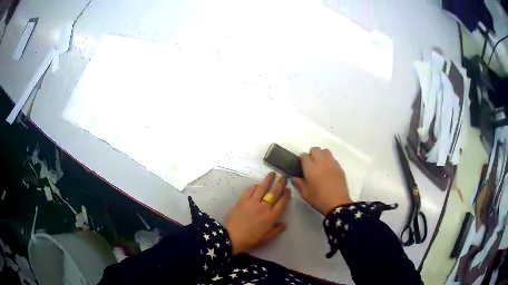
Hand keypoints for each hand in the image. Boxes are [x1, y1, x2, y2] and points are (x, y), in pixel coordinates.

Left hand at [225, 172, 289, 254]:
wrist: (233, 237)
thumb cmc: (251, 239)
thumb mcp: (267, 238)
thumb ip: (277, 230)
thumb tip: (285, 223)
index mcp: (271, 217)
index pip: (281, 203)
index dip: (286, 195)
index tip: (288, 189)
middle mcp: (264, 207)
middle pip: (274, 193)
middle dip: (280, 184)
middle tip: (283, 177)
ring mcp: (252, 202)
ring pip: (262, 188)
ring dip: (268, 180)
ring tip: (272, 173)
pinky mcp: (242, 200)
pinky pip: (249, 190)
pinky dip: (254, 186)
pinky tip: (257, 184)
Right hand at [292, 147, 351, 214]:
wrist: (337, 203)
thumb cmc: (319, 199)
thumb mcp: (305, 193)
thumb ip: (299, 183)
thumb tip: (294, 177)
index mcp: (310, 168)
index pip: (304, 155)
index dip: (302, 159)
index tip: (301, 165)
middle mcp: (321, 162)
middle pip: (315, 149)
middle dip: (311, 154)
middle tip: (311, 164)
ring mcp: (331, 163)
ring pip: (325, 151)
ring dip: (321, 155)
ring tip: (320, 164)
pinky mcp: (339, 167)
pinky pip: (332, 158)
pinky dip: (329, 161)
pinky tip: (328, 170)